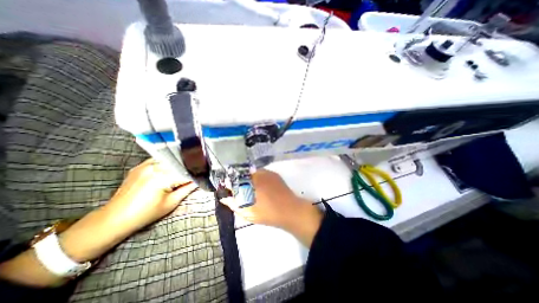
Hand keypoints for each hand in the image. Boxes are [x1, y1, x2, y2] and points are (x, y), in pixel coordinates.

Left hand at [0, 158, 197, 285]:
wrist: (114, 218)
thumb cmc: (145, 214)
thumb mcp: (171, 203)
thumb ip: (187, 189)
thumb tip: (200, 180)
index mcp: (162, 177)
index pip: (186, 172)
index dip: (197, 173)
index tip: (205, 174)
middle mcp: (154, 166)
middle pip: (179, 163)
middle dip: (189, 167)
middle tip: (199, 170)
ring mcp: (145, 164)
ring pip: (170, 160)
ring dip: (179, 164)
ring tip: (187, 168)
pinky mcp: (140, 166)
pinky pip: (160, 160)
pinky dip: (168, 163)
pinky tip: (172, 168)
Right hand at [220, 169, 321, 247]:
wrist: (290, 210)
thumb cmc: (267, 214)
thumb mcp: (248, 212)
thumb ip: (234, 204)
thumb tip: (224, 198)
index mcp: (250, 182)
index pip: (234, 178)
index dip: (229, 184)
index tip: (229, 190)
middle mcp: (257, 174)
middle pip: (242, 174)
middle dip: (238, 181)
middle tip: (239, 191)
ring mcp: (267, 172)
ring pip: (252, 172)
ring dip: (248, 179)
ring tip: (250, 189)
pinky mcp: (274, 174)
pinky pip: (261, 173)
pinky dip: (257, 178)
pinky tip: (260, 187)